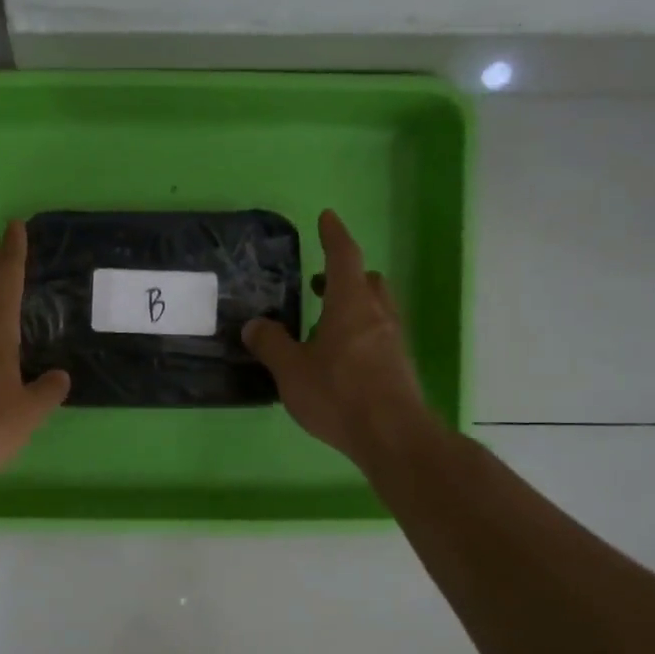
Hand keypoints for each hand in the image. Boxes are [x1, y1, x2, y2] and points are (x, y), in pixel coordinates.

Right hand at [243, 210, 434, 464]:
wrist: (392, 435)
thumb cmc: (338, 394)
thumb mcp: (291, 370)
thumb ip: (271, 344)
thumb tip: (255, 325)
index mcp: (350, 304)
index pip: (343, 257)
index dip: (333, 236)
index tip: (327, 218)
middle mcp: (377, 314)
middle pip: (366, 280)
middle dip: (344, 275)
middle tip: (319, 283)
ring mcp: (393, 340)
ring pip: (376, 307)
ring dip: (353, 304)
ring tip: (325, 322)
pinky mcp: (399, 365)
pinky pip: (379, 333)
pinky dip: (360, 331)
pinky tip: (341, 356)